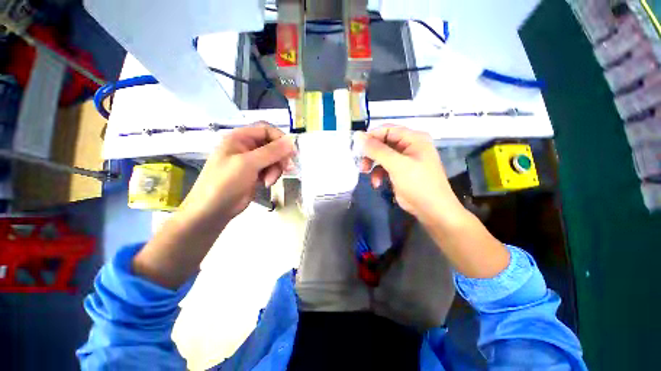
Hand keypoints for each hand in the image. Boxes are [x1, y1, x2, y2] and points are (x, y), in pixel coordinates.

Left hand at [179, 122, 294, 223]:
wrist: (213, 210)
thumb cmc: (225, 183)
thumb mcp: (248, 164)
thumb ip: (271, 152)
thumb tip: (291, 142)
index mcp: (240, 138)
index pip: (266, 130)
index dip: (280, 138)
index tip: (291, 152)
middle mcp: (246, 147)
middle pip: (272, 145)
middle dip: (280, 157)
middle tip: (287, 168)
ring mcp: (251, 161)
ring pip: (274, 158)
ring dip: (276, 169)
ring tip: (269, 181)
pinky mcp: (255, 173)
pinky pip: (271, 169)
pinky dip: (272, 175)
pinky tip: (266, 184)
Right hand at [355, 126, 463, 222]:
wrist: (432, 210)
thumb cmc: (418, 184)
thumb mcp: (397, 165)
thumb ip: (377, 150)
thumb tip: (358, 136)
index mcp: (413, 138)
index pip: (387, 130)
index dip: (371, 136)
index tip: (357, 147)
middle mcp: (409, 146)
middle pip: (383, 143)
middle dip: (371, 154)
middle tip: (361, 163)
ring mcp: (404, 159)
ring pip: (381, 156)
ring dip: (372, 165)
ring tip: (366, 174)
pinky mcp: (399, 171)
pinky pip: (384, 167)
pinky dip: (378, 174)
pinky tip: (377, 183)